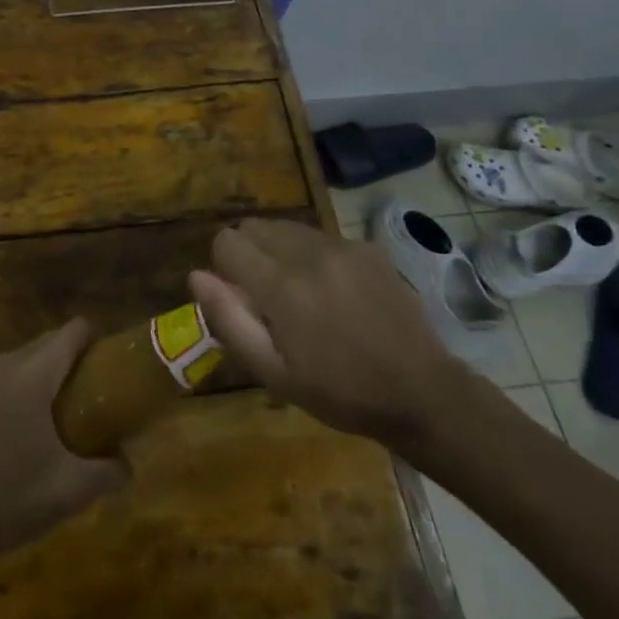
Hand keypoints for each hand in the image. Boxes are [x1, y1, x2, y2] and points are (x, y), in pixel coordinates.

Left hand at [0, 320, 127, 583]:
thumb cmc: (4, 504)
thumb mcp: (68, 494)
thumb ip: (108, 473)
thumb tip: (128, 465)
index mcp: (30, 374)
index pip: (72, 331)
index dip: (95, 341)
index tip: (108, 368)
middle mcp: (0, 365)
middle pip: (45, 344)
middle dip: (69, 363)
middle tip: (88, 400)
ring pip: (17, 363)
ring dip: (38, 379)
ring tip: (51, 421)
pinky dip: (9, 395)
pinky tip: (10, 439)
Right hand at [188, 219, 484, 463]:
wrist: (422, 392)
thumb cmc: (340, 392)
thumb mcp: (275, 373)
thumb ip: (230, 320)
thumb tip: (196, 275)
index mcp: (281, 286)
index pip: (226, 242)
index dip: (223, 268)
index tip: (241, 298)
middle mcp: (308, 253)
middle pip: (254, 226)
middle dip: (248, 253)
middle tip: (267, 297)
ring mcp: (341, 246)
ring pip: (286, 228)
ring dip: (279, 251)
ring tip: (300, 293)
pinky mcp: (366, 246)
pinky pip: (320, 237)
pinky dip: (312, 255)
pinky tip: (335, 292)